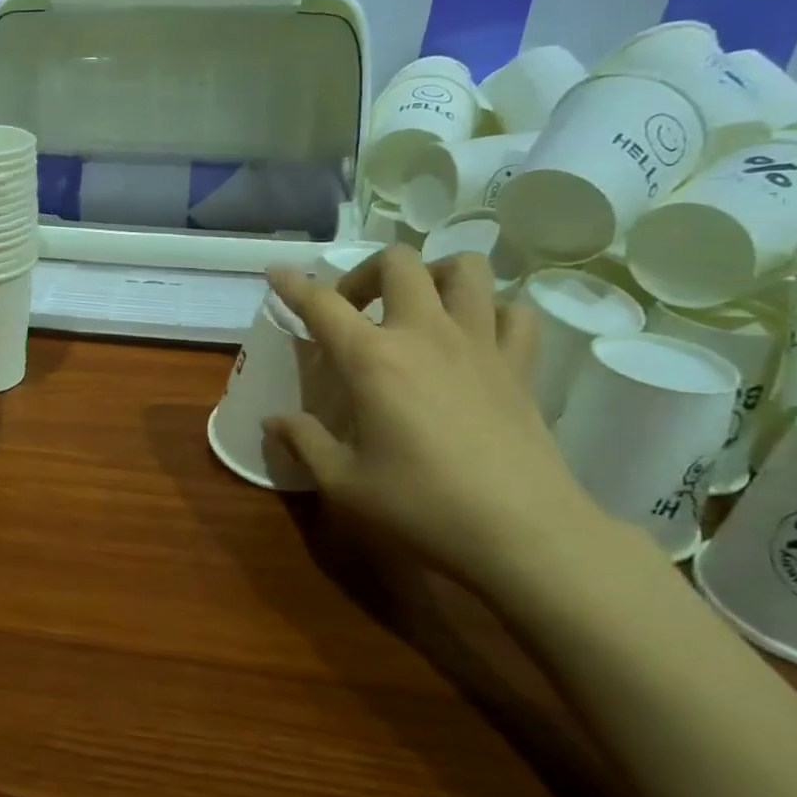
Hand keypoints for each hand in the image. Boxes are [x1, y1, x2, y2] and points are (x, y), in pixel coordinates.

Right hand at [263, 246, 631, 597]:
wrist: (523, 533)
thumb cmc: (422, 506)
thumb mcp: (344, 482)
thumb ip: (304, 442)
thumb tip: (273, 422)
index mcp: (372, 359)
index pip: (322, 304)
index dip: (294, 284)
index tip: (278, 273)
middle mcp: (424, 334)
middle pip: (398, 263)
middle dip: (366, 272)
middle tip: (354, 309)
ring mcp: (479, 343)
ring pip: (464, 268)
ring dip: (433, 275)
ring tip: (416, 308)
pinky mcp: (520, 365)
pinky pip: (513, 311)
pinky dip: (491, 311)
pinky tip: (475, 336)